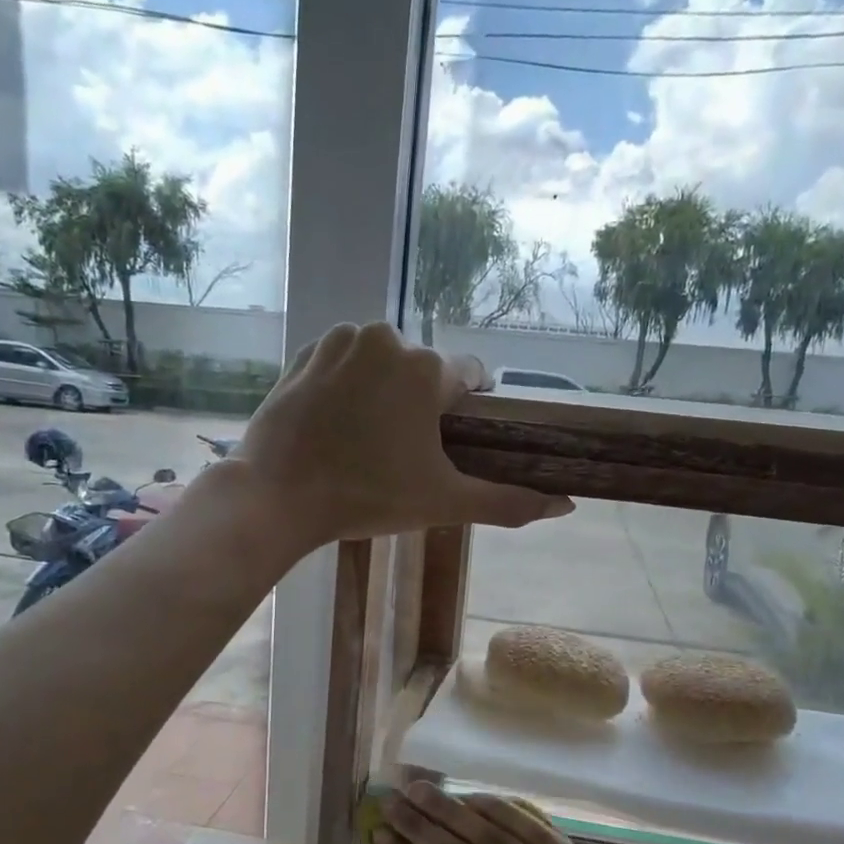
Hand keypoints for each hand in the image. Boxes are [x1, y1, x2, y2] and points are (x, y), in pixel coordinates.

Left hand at [233, 322, 572, 545]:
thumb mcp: (443, 503)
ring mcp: (340, 340)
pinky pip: (342, 362)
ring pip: (382, 363)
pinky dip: (345, 385)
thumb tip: (566, 505)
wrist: (277, 496)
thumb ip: (507, 502)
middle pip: (422, 371)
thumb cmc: (366, 497)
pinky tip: (334, 423)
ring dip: (382, 392)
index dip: (463, 414)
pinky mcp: (304, 352)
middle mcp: (386, 338)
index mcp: (427, 368)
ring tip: (362, 440)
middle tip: (397, 454)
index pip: (470, 379)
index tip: (444, 444)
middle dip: (419, 405)